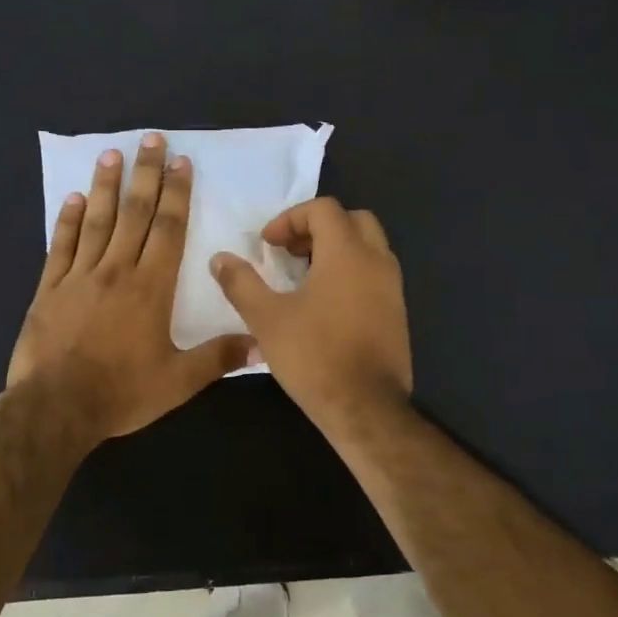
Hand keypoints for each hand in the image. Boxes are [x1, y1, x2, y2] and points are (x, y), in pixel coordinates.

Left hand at [9, 133, 255, 444]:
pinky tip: (73, 198)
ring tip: (111, 154)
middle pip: (134, 214)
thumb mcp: (179, 381)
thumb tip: (263, 343)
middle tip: (150, 139)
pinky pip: (61, 247)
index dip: (176, 194)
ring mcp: (79, 277)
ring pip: (97, 222)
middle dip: (145, 175)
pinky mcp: (50, 290)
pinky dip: (68, 221)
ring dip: (106, 186)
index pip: (168, 230)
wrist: (56, 408)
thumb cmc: (122, 393)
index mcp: (151, 288)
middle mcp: (116, 271)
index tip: (181, 163)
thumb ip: (219, 357)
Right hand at [210, 197, 411, 433]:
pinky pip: (375, 274)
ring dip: (336, 250)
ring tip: (305, 277)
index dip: (290, 218)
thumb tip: (219, 258)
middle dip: (318, 228)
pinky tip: (326, 305)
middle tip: (290, 252)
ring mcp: (393, 288)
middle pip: (353, 220)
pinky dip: (351, 272)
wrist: (366, 407)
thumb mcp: (267, 319)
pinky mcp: (398, 313)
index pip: (323, 209)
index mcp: (347, 253)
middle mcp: (377, 261)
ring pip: (369, 247)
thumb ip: (241, 283)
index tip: (267, 245)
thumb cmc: (314, 356)